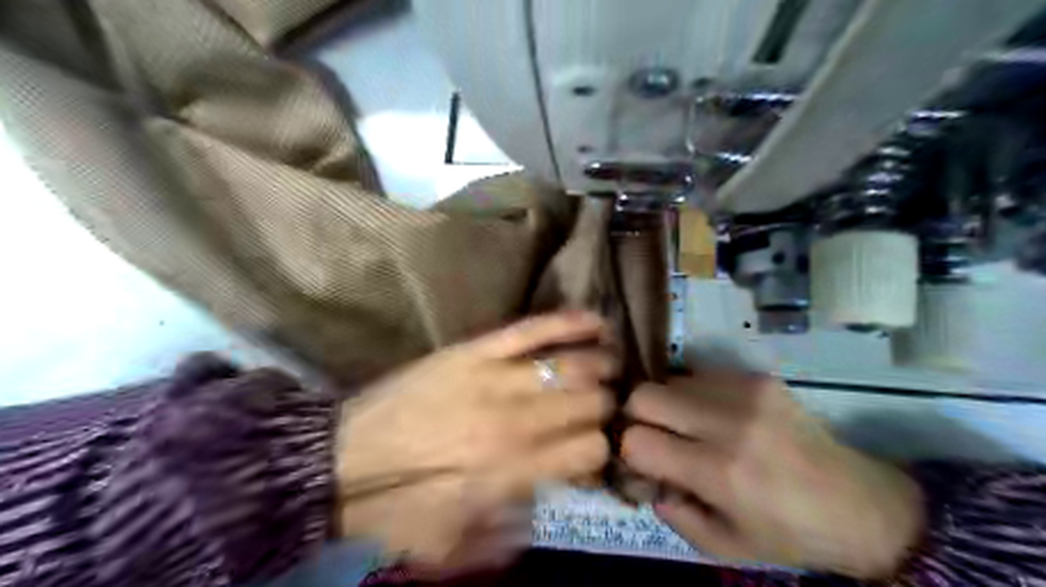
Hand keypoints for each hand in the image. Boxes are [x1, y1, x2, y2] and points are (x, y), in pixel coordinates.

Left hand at [333, 312, 614, 567]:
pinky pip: (532, 329)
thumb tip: (547, 499)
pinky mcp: (475, 350)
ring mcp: (496, 379)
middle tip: (605, 403)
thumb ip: (509, 533)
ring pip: (572, 365)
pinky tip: (596, 320)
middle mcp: (517, 422)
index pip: (590, 449)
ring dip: (601, 363)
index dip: (602, 448)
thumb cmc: (399, 507)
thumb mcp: (454, 544)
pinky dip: (569, 322)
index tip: (596, 446)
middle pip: (590, 404)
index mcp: (515, 471)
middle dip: (607, 404)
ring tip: (611, 363)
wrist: (341, 461)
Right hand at [619, 371, 921, 578]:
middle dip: (637, 417)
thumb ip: (673, 513)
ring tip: (688, 427)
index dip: (630, 453)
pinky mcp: (757, 378)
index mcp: (719, 472)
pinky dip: (693, 395)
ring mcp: (744, 392)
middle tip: (655, 437)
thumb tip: (647, 477)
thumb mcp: (724, 546)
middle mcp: (728, 423)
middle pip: (644, 395)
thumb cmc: (790, 534)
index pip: (637, 441)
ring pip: (669, 380)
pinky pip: (699, 376)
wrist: (862, 504)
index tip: (643, 463)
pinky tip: (714, 416)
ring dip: (667, 404)